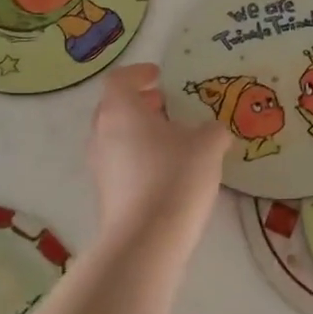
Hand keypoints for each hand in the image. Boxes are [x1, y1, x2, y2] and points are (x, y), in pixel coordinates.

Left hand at [87, 63, 229, 252]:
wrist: (146, 240)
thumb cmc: (174, 177)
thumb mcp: (207, 145)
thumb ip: (212, 130)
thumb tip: (213, 130)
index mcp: (120, 110)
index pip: (120, 79)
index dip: (139, 74)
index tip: (159, 77)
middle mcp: (101, 133)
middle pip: (114, 107)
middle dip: (140, 103)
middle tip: (166, 105)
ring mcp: (99, 165)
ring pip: (116, 136)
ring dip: (139, 132)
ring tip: (171, 139)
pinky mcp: (104, 193)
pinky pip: (119, 163)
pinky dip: (138, 157)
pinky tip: (166, 171)